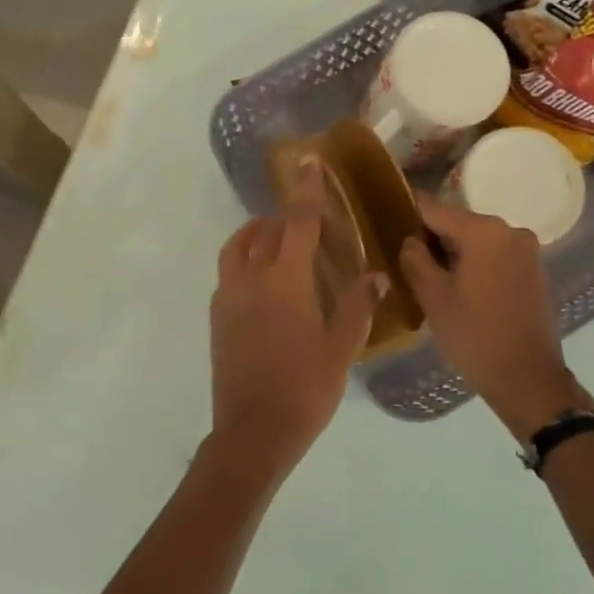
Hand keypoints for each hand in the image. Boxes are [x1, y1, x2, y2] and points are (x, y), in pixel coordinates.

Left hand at [210, 159, 384, 469]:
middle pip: (261, 232)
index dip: (305, 190)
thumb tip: (377, 276)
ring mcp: (227, 300)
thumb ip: (358, 306)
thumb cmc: (305, 390)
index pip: (298, 223)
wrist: (253, 432)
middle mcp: (250, 281)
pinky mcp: (216, 320)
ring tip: (277, 243)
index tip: (307, 161)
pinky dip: (244, 263)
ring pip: (235, 250)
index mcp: (284, 282)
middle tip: (304, 221)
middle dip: (282, 218)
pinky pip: (228, 276)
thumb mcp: (341, 349)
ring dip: (255, 236)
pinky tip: (263, 284)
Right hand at [397, 195, 589, 442]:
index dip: (407, 212)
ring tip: (428, 277)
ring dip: (453, 253)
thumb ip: (415, 260)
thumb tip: (410, 241)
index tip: (386, 220)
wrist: (527, 377)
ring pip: (477, 241)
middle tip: (404, 260)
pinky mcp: (534, 270)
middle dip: (431, 238)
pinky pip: (495, 256)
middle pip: (457, 223)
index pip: (434, 208)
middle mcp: (510, 230)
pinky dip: (474, 264)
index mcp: (483, 231)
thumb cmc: (474, 335)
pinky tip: (458, 289)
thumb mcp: (433, 297)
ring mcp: (527, 250)